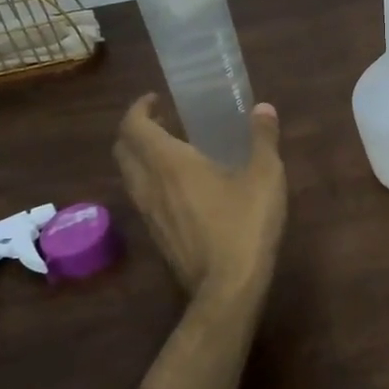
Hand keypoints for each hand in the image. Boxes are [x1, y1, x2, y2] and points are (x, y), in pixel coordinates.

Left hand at [113, 94, 286, 293]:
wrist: (227, 289)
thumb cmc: (244, 225)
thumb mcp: (265, 176)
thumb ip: (262, 138)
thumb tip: (263, 108)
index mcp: (169, 163)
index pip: (133, 126)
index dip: (139, 108)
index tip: (156, 99)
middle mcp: (149, 185)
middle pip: (123, 150)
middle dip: (136, 130)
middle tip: (163, 121)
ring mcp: (149, 214)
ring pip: (129, 176)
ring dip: (141, 157)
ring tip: (173, 151)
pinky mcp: (156, 236)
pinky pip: (142, 198)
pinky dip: (151, 181)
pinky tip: (182, 188)